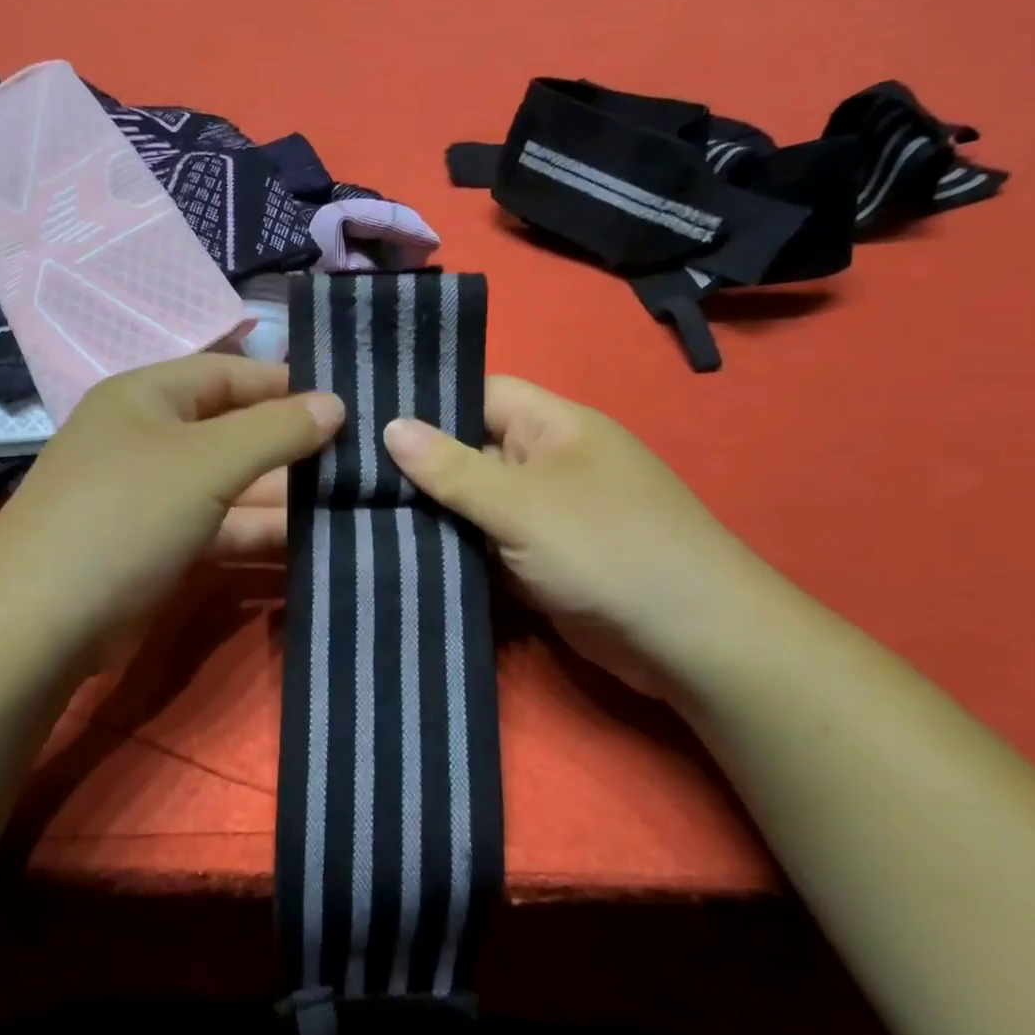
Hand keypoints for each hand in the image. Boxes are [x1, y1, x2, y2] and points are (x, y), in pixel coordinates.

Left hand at [0, 355, 344, 661]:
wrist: (42, 622)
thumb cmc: (125, 514)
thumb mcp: (206, 462)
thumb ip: (275, 430)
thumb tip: (335, 404)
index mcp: (148, 396)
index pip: (231, 373)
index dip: (287, 384)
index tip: (347, 402)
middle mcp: (149, 438)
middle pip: (234, 430)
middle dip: (292, 445)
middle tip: (361, 458)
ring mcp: (153, 497)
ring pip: (232, 485)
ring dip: (283, 495)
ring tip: (352, 500)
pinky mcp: (159, 547)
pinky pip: (220, 527)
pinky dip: (259, 533)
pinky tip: (311, 542)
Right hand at [382, 376, 767, 696]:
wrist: (687, 641)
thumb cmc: (607, 548)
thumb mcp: (522, 503)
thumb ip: (453, 468)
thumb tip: (390, 427)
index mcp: (552, 427)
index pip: (480, 394)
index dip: (428, 401)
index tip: (365, 416)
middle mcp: (546, 464)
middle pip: (470, 452)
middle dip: (417, 466)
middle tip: (346, 472)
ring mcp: (543, 517)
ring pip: (473, 506)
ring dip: (430, 516)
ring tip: (356, 512)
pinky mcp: (538, 564)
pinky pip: (485, 548)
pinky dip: (453, 553)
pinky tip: (398, 554)